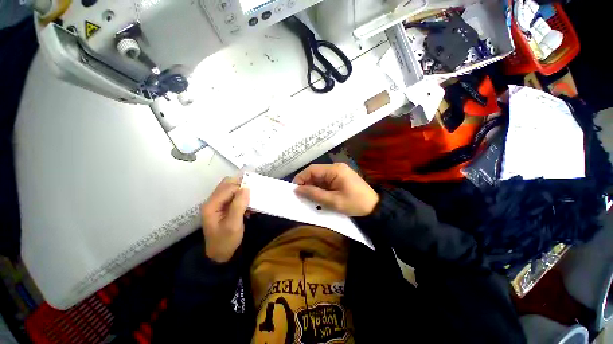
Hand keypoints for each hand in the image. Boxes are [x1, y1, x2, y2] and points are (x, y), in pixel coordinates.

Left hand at [201, 177, 249, 262]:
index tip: (254, 194)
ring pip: (230, 189)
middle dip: (242, 186)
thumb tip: (246, 188)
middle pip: (227, 184)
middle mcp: (212, 201)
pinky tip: (248, 205)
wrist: (220, 255)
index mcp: (211, 205)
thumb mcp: (233, 225)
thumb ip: (239, 206)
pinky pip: (232, 196)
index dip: (242, 188)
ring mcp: (217, 204)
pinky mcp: (222, 207)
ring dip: (242, 191)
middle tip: (254, 192)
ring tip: (252, 198)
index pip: (228, 188)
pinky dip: (241, 197)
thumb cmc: (226, 241)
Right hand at [293, 163, 378, 216]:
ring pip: (319, 177)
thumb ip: (314, 194)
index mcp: (335, 170)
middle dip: (306, 183)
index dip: (301, 178)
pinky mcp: (340, 177)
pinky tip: (318, 196)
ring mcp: (338, 172)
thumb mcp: (333, 201)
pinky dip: (319, 188)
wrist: (374, 208)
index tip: (295, 190)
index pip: (312, 169)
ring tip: (308, 198)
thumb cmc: (355, 204)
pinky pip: (325, 181)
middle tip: (301, 197)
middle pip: (315, 172)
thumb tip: (297, 190)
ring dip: (313, 186)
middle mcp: (335, 167)